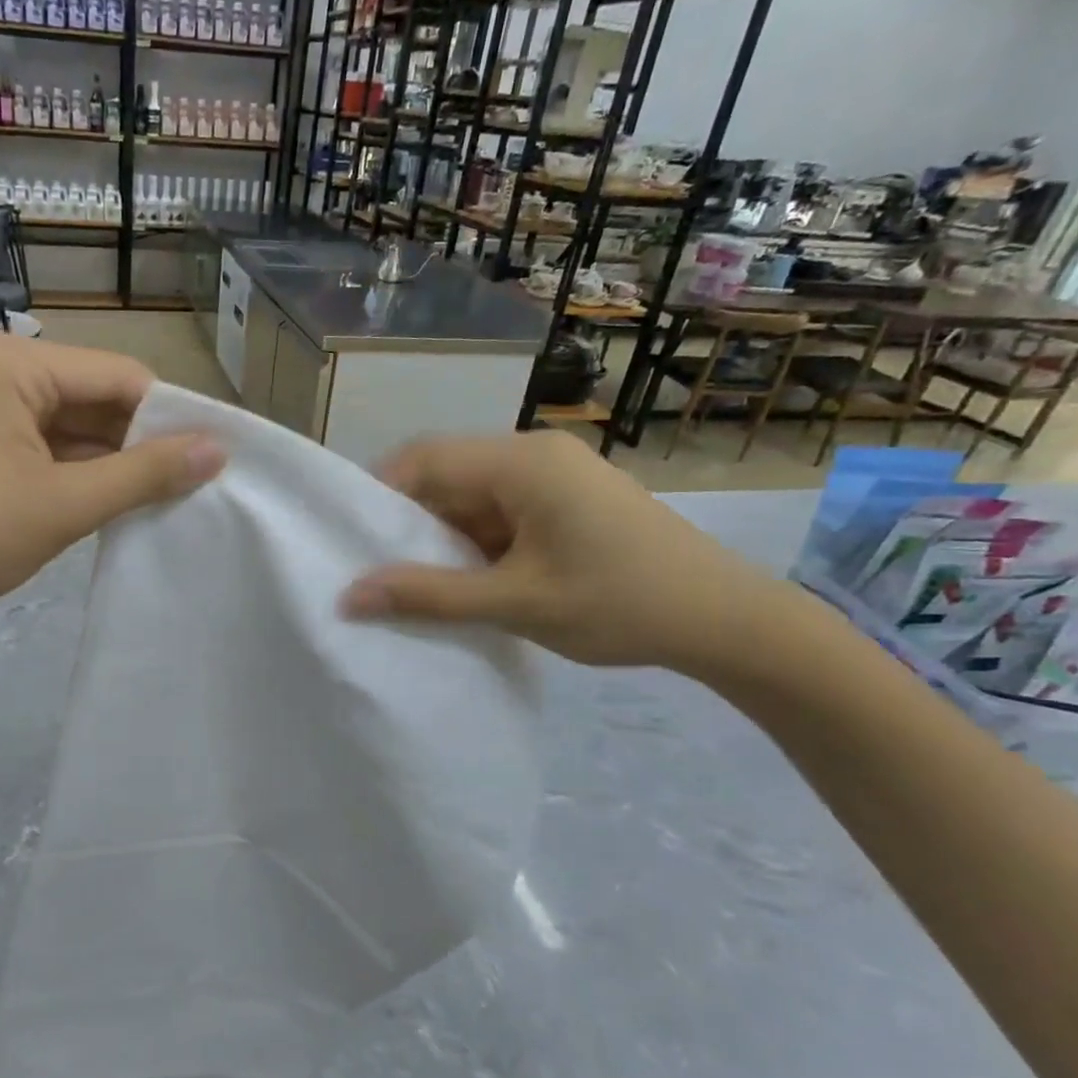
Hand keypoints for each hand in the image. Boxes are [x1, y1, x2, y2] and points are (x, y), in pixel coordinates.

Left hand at [0, 333, 222, 636]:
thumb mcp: (64, 504)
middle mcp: (3, 373)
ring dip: (119, 465)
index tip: (216, 458)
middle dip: (144, 443)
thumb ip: (144, 474)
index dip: (172, 416)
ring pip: (79, 429)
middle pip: (99, 400)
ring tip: (174, 499)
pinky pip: (54, 451)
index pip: (120, 376)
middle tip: (200, 485)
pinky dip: (87, 477)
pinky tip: (125, 506)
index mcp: (15, 364)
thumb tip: (218, 450)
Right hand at [340, 430, 780, 673]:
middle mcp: (534, 454)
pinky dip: (476, 545)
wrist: (728, 623)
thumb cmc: (620, 604)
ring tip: (414, 584)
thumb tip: (349, 597)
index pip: (424, 458)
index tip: (350, 542)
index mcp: (521, 461)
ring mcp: (555, 477)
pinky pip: (501, 513)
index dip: (378, 495)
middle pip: (446, 476)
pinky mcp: (568, 502)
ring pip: (472, 498)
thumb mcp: (515, 602)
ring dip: (443, 539)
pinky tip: (465, 583)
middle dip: (409, 524)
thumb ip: (427, 596)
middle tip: (375, 571)